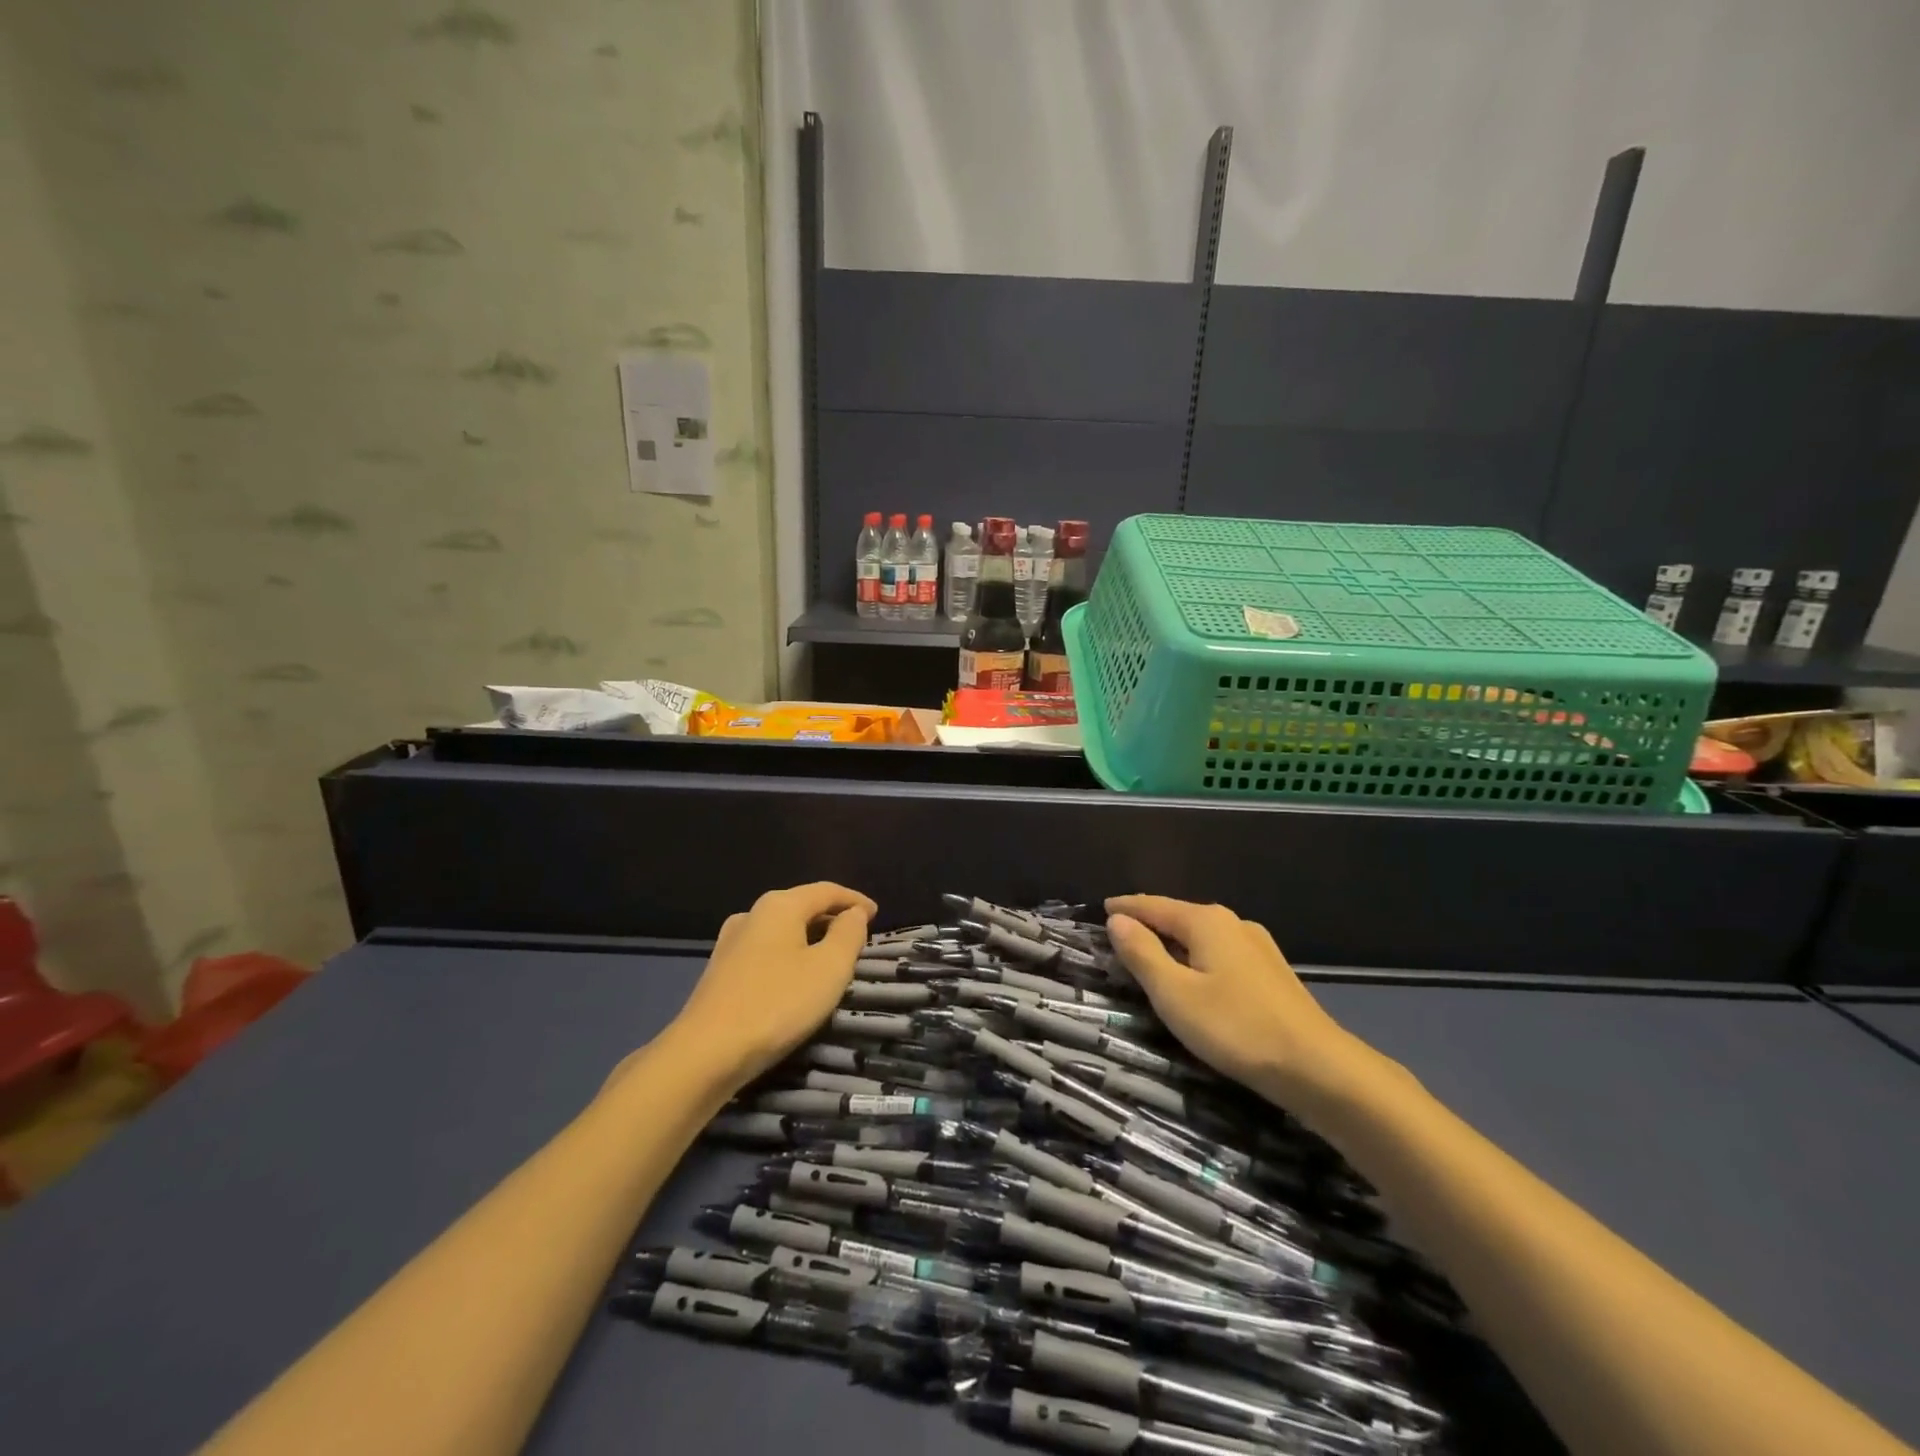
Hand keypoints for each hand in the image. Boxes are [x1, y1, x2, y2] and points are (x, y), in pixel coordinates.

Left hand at [668, 882, 875, 1083]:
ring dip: (809, 937)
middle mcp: (752, 914)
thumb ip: (848, 935)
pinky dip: (789, 954)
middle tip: (857, 936)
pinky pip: (766, 950)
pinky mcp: (720, 970)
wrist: (706, 1053)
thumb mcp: (829, 968)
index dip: (854, 900)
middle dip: (831, 917)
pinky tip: (795, 976)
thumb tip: (854, 913)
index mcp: (780, 905)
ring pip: (781, 929)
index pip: (826, 890)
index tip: (877, 914)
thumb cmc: (777, 1004)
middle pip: (801, 906)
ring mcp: (730, 942)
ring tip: (829, 956)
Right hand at [1105, 895, 1384, 1115]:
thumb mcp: (1174, 994)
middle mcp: (1232, 923)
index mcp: (1205, 922)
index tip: (1101, 910)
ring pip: (1202, 936)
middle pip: (1178, 917)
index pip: (1153, 905)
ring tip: (1151, 957)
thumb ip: (1142, 954)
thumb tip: (1118, 920)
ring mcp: (1257, 946)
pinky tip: (1195, 977)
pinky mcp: (1270, 972)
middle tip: (1119, 937)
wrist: (1317, 1067)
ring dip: (1173, 943)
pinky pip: (1220, 953)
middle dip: (1148, 924)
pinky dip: (1196, 958)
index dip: (1125, 908)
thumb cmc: (1235, 1027)